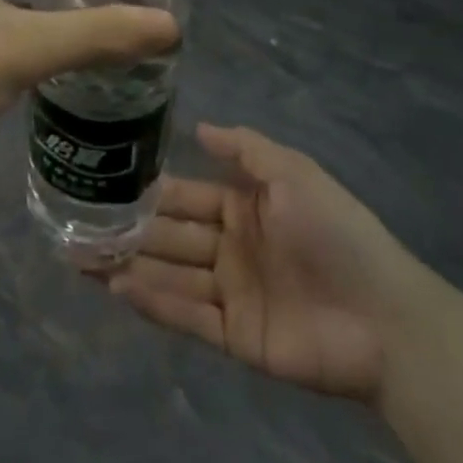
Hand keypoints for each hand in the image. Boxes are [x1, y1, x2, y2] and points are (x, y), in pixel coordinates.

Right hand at [108, 123, 445, 401]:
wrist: (385, 318)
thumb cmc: (336, 232)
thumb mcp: (293, 173)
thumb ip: (246, 149)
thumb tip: (198, 126)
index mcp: (244, 208)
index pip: (186, 195)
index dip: (149, 190)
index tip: (106, 182)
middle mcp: (231, 247)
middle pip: (170, 235)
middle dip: (128, 229)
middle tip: (77, 223)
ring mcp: (231, 293)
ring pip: (170, 274)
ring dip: (128, 264)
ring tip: (80, 256)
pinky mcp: (235, 336)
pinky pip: (187, 315)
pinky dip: (153, 301)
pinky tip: (117, 286)